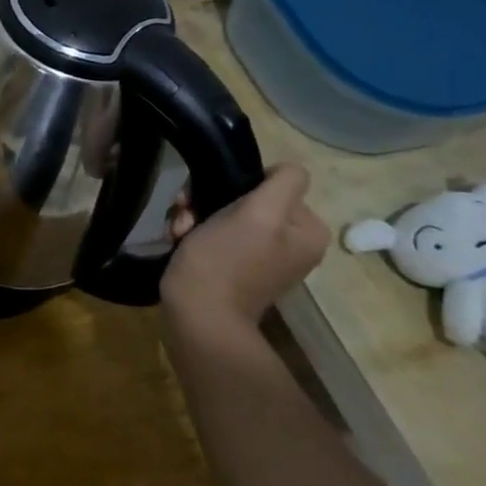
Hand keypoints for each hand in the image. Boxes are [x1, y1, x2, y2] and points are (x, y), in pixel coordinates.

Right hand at [160, 163, 328, 329]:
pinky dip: (193, 234)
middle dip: (208, 202)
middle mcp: (290, 243)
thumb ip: (282, 183)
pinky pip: (214, 235)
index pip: (273, 183)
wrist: (197, 316)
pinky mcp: (233, 267)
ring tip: (179, 232)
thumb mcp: (259, 214)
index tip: (210, 199)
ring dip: (195, 217)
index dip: (239, 185)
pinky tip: (178, 241)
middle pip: (246, 198)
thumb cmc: (225, 261)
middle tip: (187, 216)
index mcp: (306, 230)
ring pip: (223, 214)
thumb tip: (284, 169)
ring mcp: (261, 257)